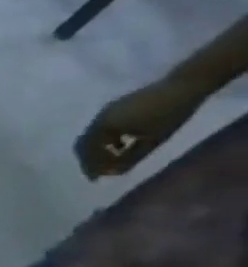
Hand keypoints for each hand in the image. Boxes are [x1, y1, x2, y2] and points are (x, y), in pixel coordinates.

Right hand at [74, 77, 204, 179]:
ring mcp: (104, 112)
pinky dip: (104, 140)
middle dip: (89, 159)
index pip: (89, 152)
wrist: (183, 86)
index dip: (92, 167)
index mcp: (103, 127)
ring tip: (109, 160)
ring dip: (97, 149)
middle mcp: (97, 120)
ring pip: (91, 136)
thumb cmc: (169, 115)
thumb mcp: (152, 140)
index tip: (96, 179)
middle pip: (84, 144)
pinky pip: (100, 128)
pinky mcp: (113, 108)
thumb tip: (114, 172)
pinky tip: (119, 145)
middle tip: (97, 172)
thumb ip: (131, 157)